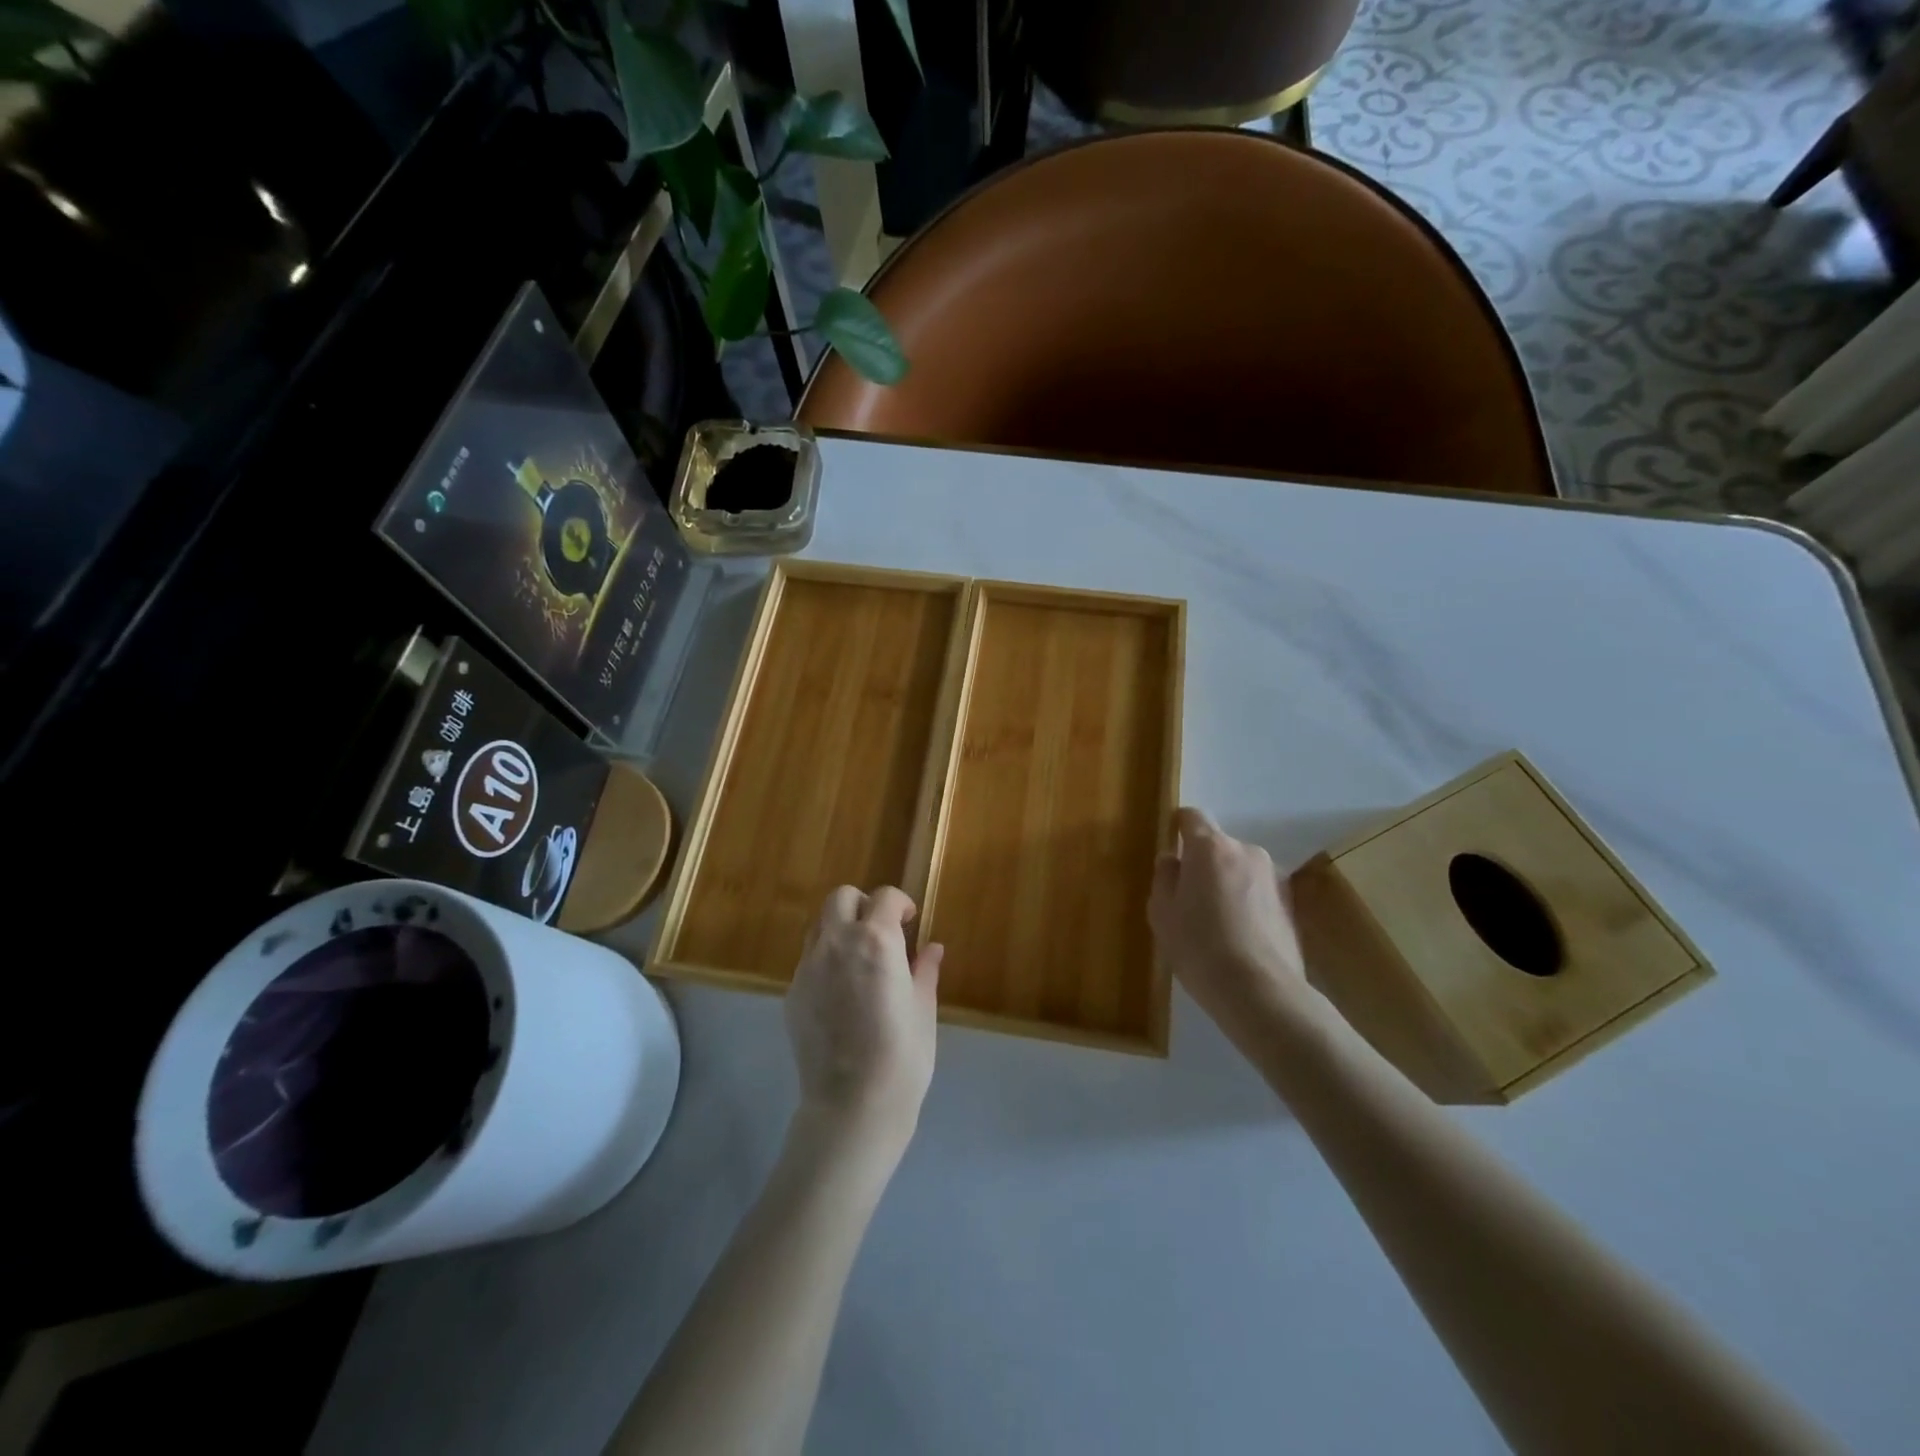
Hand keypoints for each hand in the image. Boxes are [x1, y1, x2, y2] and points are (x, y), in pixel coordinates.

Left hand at [785, 886, 942, 1159]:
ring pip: (819, 926)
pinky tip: (841, 994)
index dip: (900, 903)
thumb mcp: (923, 1009)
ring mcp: (808, 967)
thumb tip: (932, 949)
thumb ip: (925, 971)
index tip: (909, 921)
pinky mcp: (792, 993)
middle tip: (880, 931)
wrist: (852, 1105)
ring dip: (840, 929)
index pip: (885, 897)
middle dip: (863, 905)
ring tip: (858, 960)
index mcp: (876, 940)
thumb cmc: (902, 1056)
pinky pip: (808, 961)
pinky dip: (825, 961)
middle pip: (841, 898)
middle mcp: (837, 943)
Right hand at [1150, 808, 1311, 1037]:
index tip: (1171, 849)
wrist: (1261, 993)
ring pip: (1239, 870)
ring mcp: (1273, 877)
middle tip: (1189, 899)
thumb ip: (1164, 877)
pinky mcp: (1291, 905)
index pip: (1192, 817)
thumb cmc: (1199, 948)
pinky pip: (1257, 893)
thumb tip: (1173, 860)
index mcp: (1210, 848)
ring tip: (1216, 923)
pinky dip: (1246, 904)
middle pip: (1217, 846)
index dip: (1179, 827)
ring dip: (1227, 884)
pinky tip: (1238, 938)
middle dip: (1203, 864)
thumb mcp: (1162, 913)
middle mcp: (1246, 851)